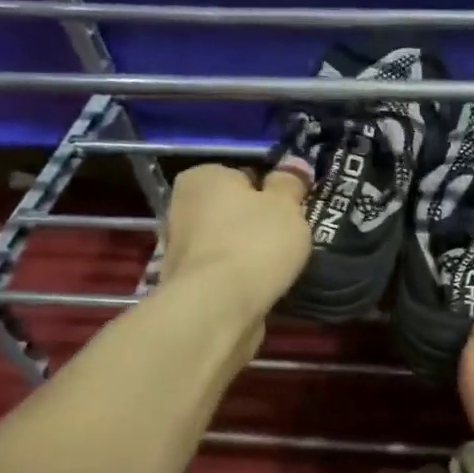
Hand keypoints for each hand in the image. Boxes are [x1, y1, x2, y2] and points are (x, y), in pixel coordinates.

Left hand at [159, 164, 310, 310]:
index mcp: (202, 177)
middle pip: (232, 210)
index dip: (270, 192)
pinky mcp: (186, 284)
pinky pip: (223, 272)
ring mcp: (179, 248)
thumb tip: (294, 165)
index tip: (291, 210)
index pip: (243, 175)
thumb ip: (290, 183)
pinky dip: (239, 278)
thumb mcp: (286, 205)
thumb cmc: (254, 242)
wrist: (218, 307)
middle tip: (289, 238)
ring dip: (248, 252)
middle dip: (256, 223)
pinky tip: (261, 287)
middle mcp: (181, 207)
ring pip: (227, 242)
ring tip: (279, 267)